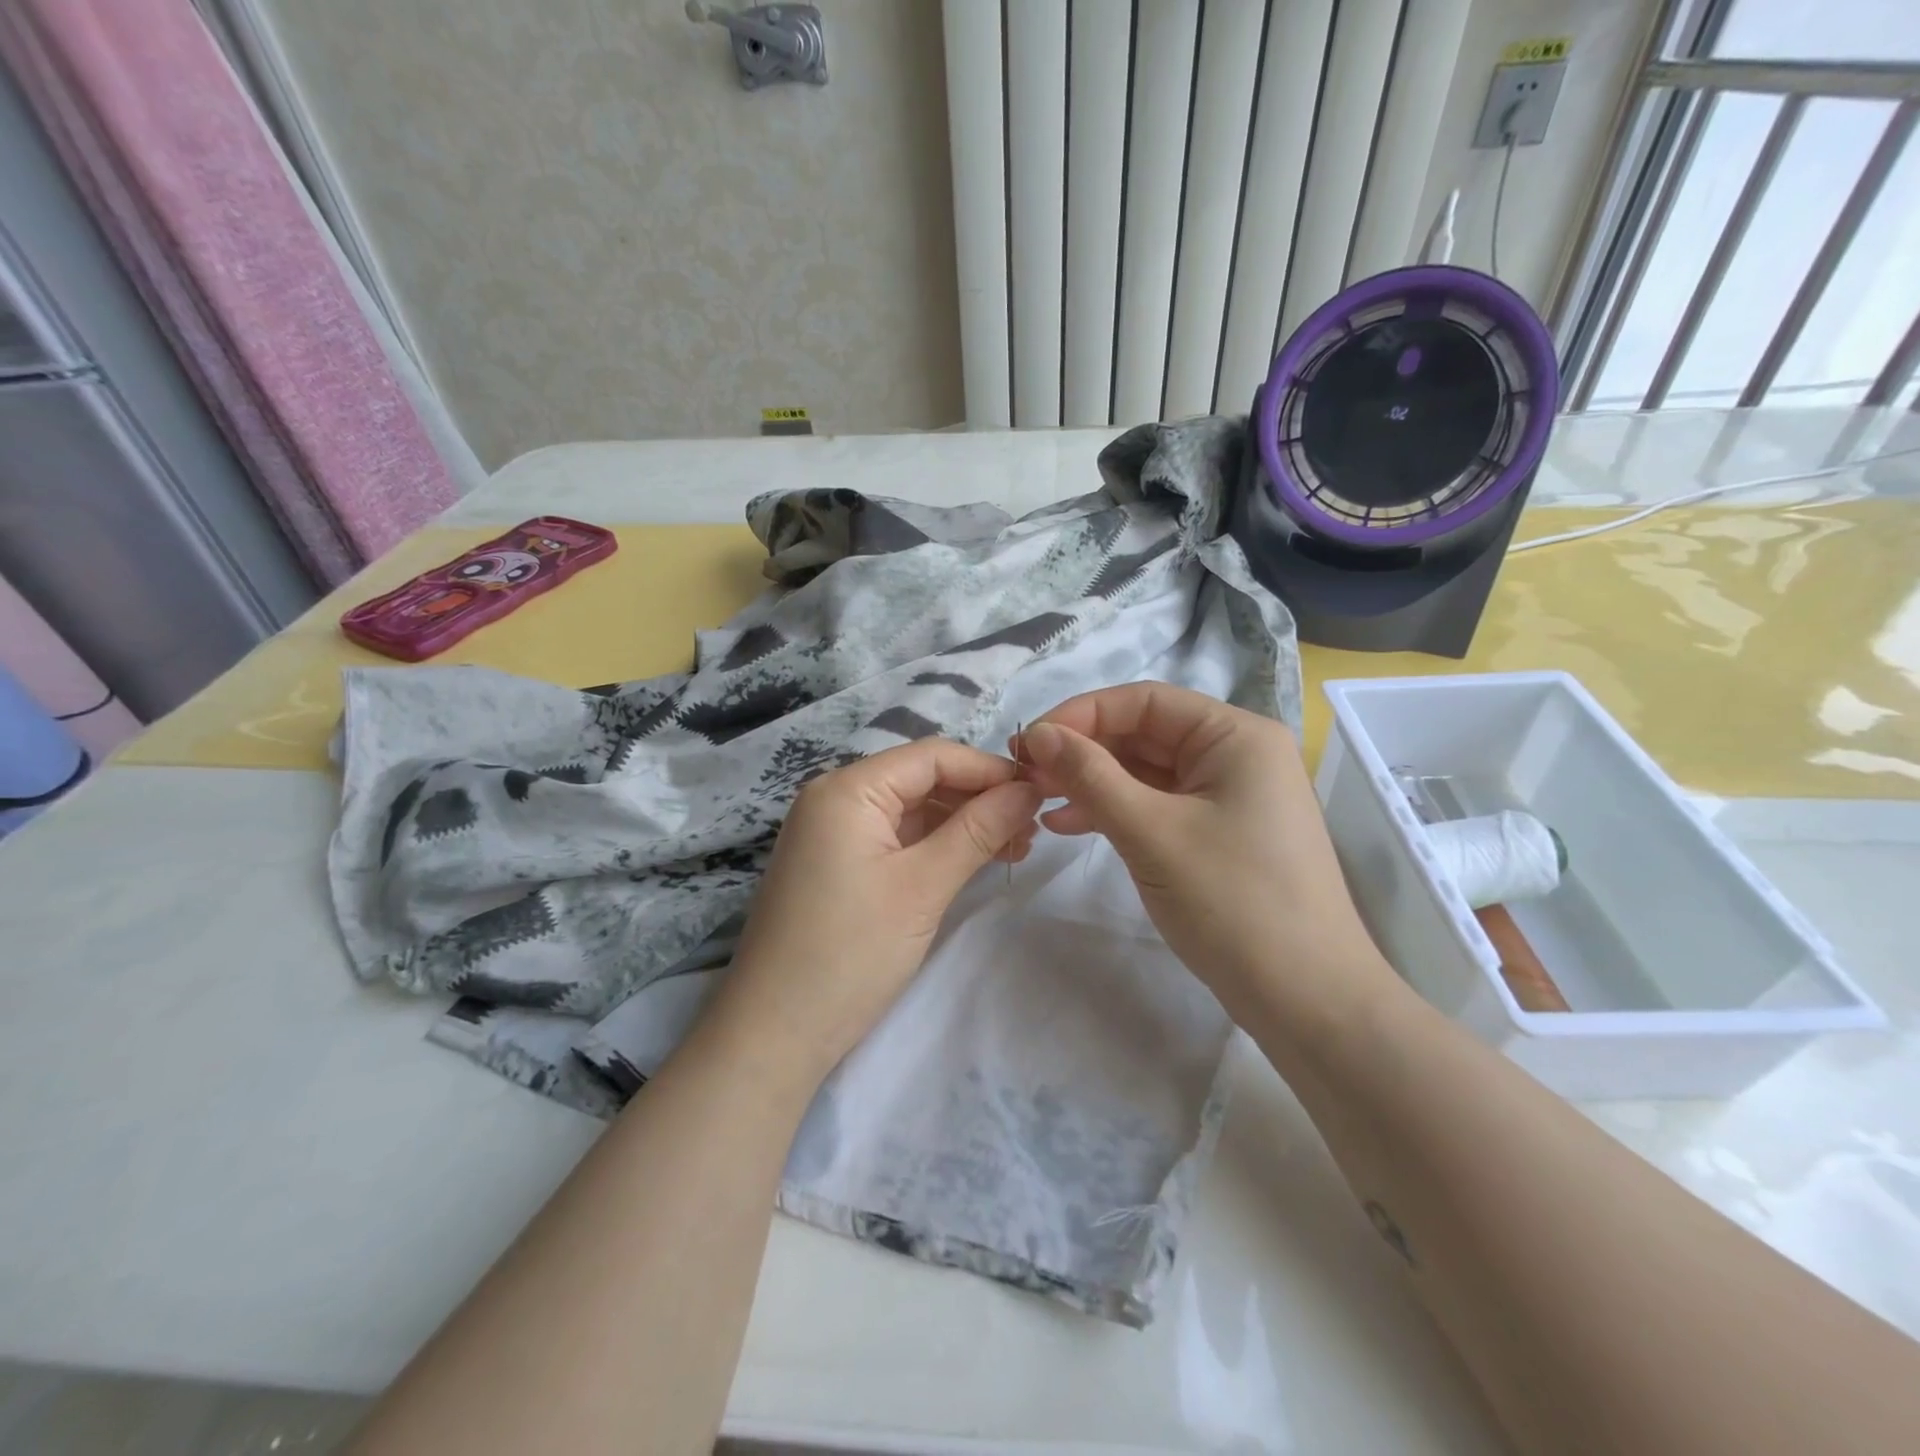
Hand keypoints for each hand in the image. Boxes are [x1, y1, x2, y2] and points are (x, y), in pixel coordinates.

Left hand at [706, 740, 1042, 1088]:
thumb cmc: (850, 952)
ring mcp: (832, 834)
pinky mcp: (836, 867)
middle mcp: (835, 799)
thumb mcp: (923, 886)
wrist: (774, 1034)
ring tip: (1015, 848)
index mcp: (848, 789)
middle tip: (1033, 827)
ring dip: (962, 825)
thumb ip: (979, 830)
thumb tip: (1029, 789)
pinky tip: (974, 862)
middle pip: (921, 780)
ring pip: (911, 812)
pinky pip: (895, 840)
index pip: (931, 756)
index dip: (989, 770)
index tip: (1040, 792)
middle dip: (979, 799)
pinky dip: (935, 847)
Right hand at [1017, 684, 1399, 1043]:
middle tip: (1025, 776)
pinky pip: (1157, 806)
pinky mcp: (1218, 833)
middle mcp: (1235, 754)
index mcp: (1235, 735)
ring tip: (1039, 801)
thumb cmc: (1232, 902)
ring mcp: (1228, 796)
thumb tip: (1039, 734)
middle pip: (1144, 734)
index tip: (1028, 744)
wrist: (1306, 999)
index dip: (1080, 715)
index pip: (1144, 701)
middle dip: (1083, 753)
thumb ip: (1090, 776)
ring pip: (1145, 772)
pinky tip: (1068, 826)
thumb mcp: (1151, 832)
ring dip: (1092, 783)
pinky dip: (1114, 812)